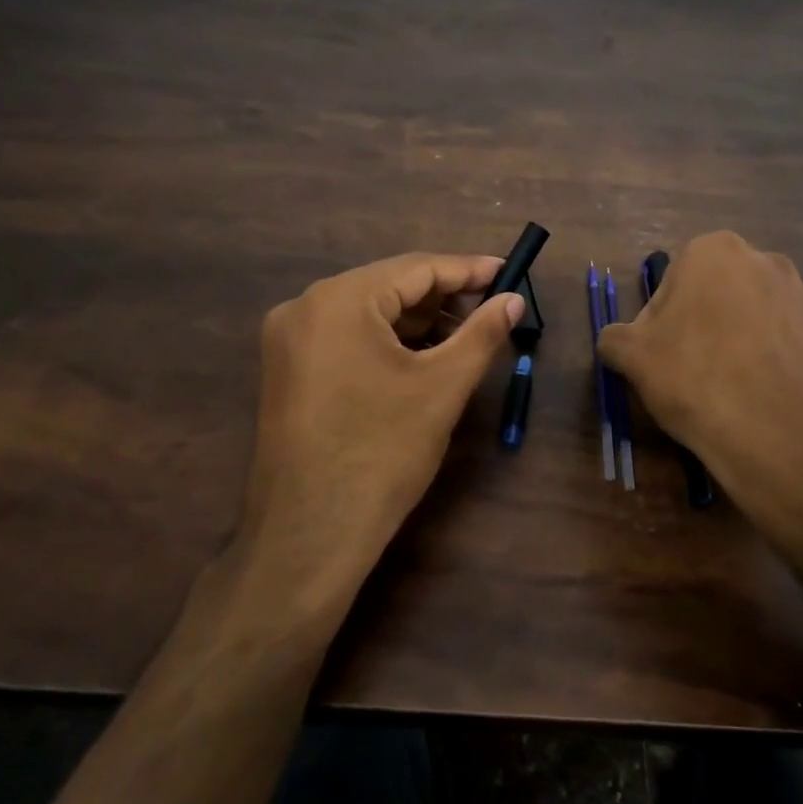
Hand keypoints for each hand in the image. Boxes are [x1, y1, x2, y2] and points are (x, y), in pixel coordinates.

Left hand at [241, 252, 523, 605]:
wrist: (310, 536)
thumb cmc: (382, 453)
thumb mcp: (441, 388)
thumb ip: (482, 334)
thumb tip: (513, 300)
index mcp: (338, 300)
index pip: (415, 268)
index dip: (467, 270)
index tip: (509, 273)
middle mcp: (305, 308)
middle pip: (389, 287)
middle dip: (444, 298)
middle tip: (494, 309)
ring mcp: (290, 340)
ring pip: (368, 314)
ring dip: (419, 322)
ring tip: (467, 335)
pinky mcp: (289, 371)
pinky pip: (347, 338)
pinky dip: (388, 342)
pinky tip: (424, 357)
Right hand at [597, 232, 802, 556]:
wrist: (786, 439)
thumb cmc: (697, 381)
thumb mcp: (633, 358)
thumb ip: (615, 338)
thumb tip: (616, 341)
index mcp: (713, 251)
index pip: (670, 285)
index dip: (659, 325)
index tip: (661, 360)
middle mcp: (764, 260)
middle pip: (713, 297)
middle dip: (700, 328)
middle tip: (690, 375)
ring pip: (751, 318)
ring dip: (735, 344)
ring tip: (728, 392)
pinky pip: (784, 343)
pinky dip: (769, 363)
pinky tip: (761, 399)